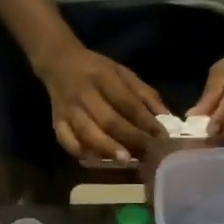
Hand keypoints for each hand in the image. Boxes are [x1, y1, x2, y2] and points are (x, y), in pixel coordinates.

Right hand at [36, 43, 166, 162]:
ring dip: (107, 148)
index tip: (162, 138)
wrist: (59, 63)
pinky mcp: (57, 122)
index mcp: (104, 78)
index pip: (127, 103)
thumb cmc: (97, 70)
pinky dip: (80, 151)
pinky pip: (66, 140)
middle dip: (130, 139)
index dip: (145, 122)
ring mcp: (69, 110)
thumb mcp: (123, 73)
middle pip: (108, 120)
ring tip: (125, 160)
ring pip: (87, 132)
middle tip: (147, 154)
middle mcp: (85, 94)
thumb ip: (144, 94)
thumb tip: (167, 117)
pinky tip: (96, 160)